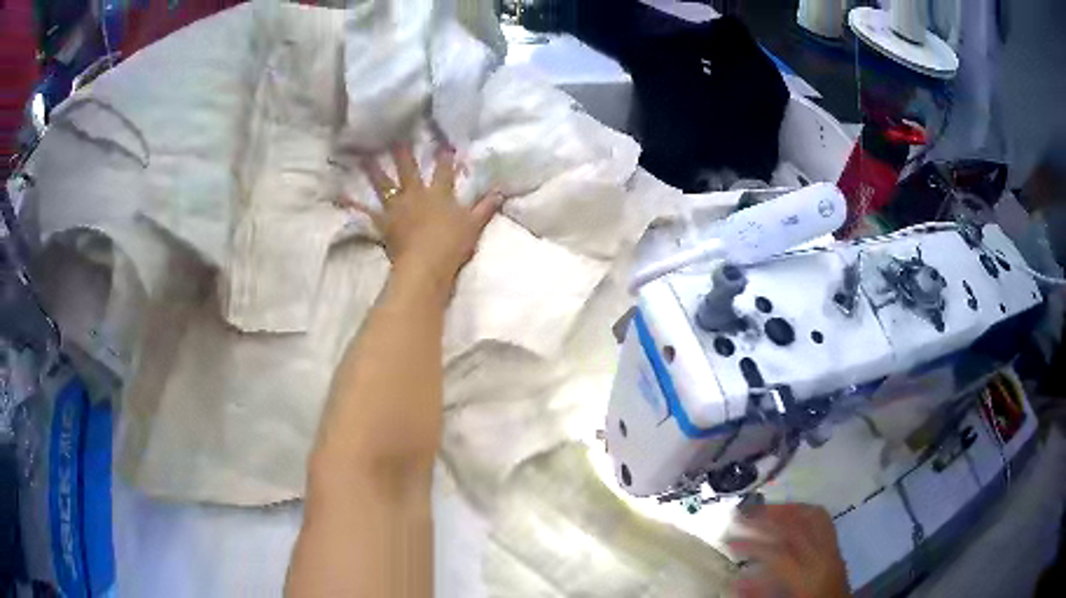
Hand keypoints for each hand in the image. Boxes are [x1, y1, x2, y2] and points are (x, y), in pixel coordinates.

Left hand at [343, 142, 502, 291]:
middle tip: (393, 133)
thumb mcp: (474, 226)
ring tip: (363, 155)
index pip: (443, 170)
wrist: (426, 266)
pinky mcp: (384, 224)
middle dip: (402, 151)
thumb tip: (502, 192)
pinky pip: (367, 213)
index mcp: (439, 194)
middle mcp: (415, 195)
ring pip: (384, 185)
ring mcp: (397, 208)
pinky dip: (353, 205)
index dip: (444, 155)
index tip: (442, 140)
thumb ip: (486, 207)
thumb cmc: (452, 245)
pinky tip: (340, 196)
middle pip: (408, 169)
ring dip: (374, 170)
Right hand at [727, 504, 849, 597]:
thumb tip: (737, 579)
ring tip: (764, 509)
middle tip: (741, 514)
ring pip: (812, 517)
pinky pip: (823, 520)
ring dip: (787, 509)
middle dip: (766, 517)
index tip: (730, 540)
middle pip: (795, 527)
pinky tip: (792, 513)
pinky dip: (806, 511)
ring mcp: (832, 549)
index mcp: (806, 576)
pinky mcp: (836, 548)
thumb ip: (761, 593)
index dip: (751, 544)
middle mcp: (822, 557)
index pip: (777, 552)